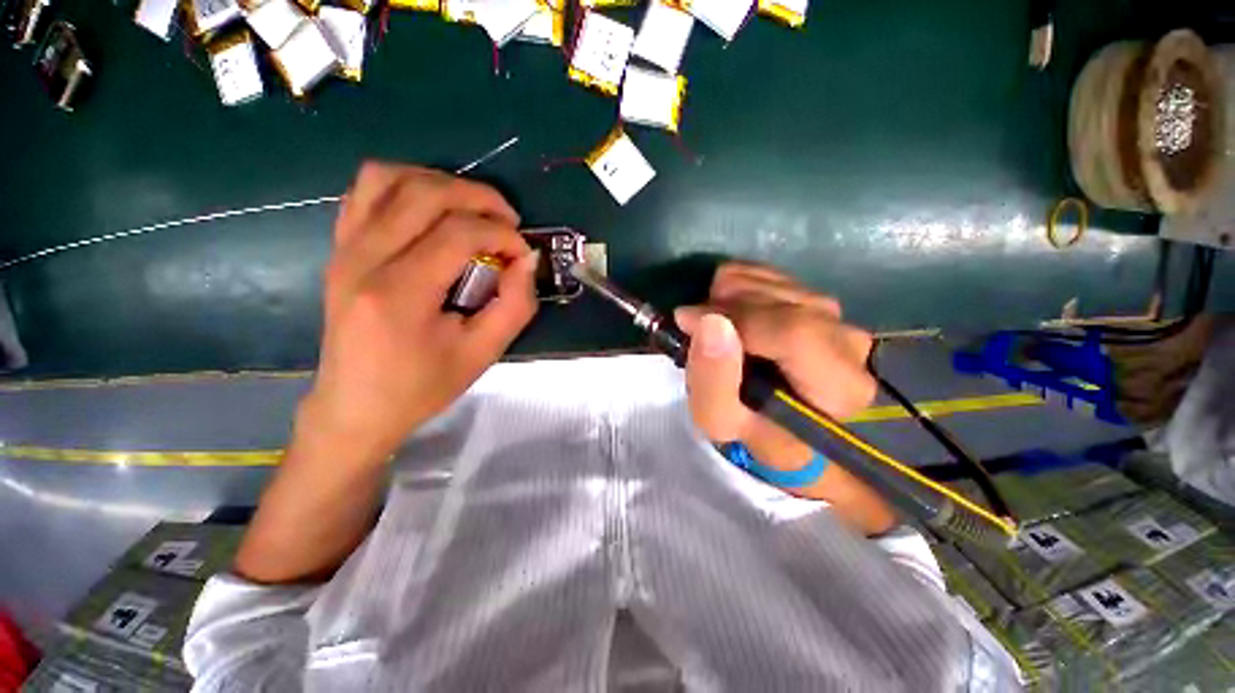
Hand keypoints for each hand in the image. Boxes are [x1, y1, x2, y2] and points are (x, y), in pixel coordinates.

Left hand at [301, 163, 537, 465]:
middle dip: (478, 197)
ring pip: (388, 178)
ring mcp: (344, 249)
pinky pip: (365, 192)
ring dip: (440, 182)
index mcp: (399, 293)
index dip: (502, 234)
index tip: (522, 253)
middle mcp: (363, 258)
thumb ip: (515, 305)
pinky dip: (404, 187)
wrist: (355, 407)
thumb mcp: (483, 354)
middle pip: (424, 192)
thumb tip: (526, 260)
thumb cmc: (422, 387)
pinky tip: (431, 213)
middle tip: (507, 221)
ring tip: (471, 210)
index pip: (459, 233)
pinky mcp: (339, 249)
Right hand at [675, 263, 875, 468]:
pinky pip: (767, 273)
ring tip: (714, 327)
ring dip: (727, 297)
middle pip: (780, 300)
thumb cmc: (748, 426)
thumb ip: (712, 379)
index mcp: (838, 386)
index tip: (687, 320)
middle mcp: (848, 342)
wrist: (775, 417)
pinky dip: (735, 286)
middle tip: (697, 329)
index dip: (735, 319)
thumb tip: (710, 321)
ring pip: (771, 281)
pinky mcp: (814, 297)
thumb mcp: (718, 419)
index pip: (793, 333)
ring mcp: (834, 314)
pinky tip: (727, 312)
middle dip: (724, 307)